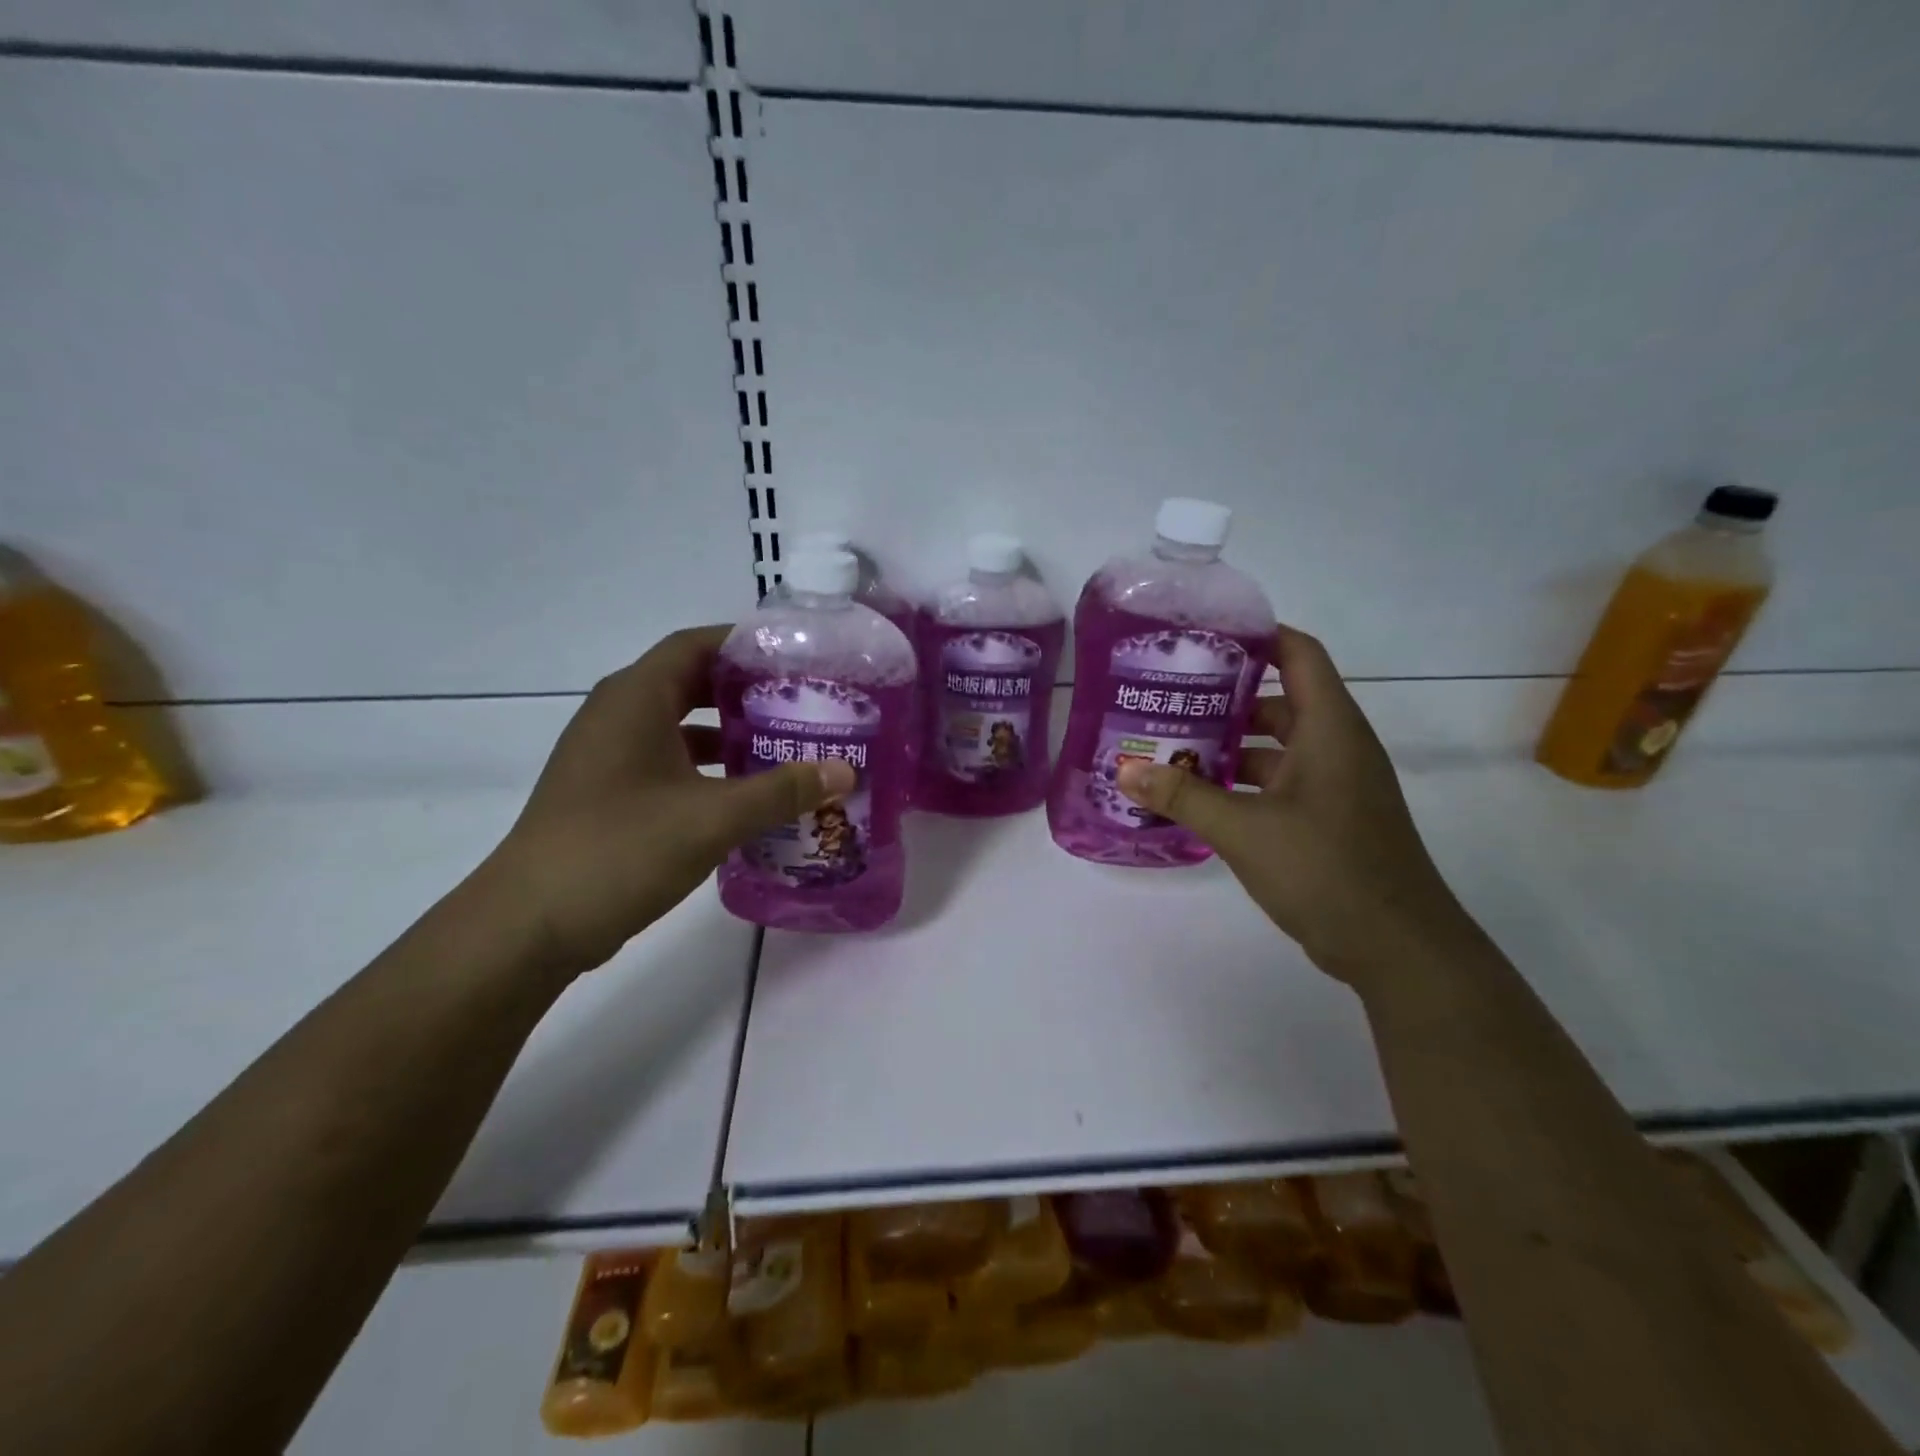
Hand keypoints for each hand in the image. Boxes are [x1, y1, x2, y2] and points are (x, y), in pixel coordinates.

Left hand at [484, 625, 854, 974]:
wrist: (528, 925)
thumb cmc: (619, 850)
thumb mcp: (712, 818)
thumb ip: (781, 791)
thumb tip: (845, 771)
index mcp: (636, 699)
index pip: (696, 644)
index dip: (746, 645)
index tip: (798, 659)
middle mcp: (618, 714)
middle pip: (691, 682)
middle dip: (747, 691)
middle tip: (802, 704)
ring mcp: (608, 755)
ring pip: (679, 725)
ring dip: (729, 733)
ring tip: (785, 746)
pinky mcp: (608, 792)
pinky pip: (667, 761)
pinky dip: (707, 768)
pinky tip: (745, 795)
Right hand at [1116, 626, 1470, 984]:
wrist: (1397, 948)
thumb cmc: (1326, 869)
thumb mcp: (1244, 829)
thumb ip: (1182, 796)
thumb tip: (1125, 771)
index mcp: (1329, 729)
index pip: (1298, 654)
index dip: (1257, 635)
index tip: (1203, 636)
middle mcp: (1336, 747)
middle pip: (1278, 701)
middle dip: (1224, 697)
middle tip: (1167, 697)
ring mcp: (1334, 786)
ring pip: (1275, 747)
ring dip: (1228, 746)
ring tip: (1169, 746)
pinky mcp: (1327, 819)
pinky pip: (1278, 784)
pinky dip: (1240, 783)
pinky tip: (1197, 797)